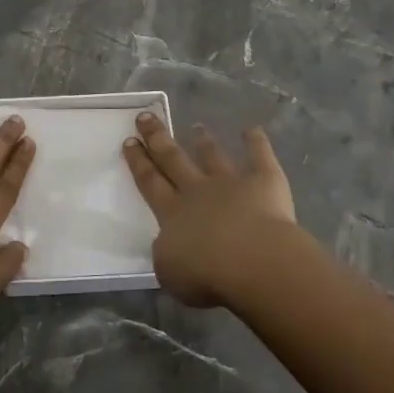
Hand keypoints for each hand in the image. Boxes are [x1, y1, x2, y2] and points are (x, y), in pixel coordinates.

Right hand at [122, 114, 307, 308]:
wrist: (254, 261)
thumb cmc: (208, 274)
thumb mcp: (170, 272)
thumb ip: (167, 254)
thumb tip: (170, 243)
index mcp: (172, 213)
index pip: (150, 183)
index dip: (138, 162)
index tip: (129, 141)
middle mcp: (198, 191)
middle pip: (173, 159)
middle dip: (158, 138)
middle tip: (146, 118)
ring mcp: (231, 183)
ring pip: (213, 156)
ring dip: (204, 141)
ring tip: (196, 127)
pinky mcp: (264, 181)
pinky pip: (259, 156)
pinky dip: (256, 141)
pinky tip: (253, 129)